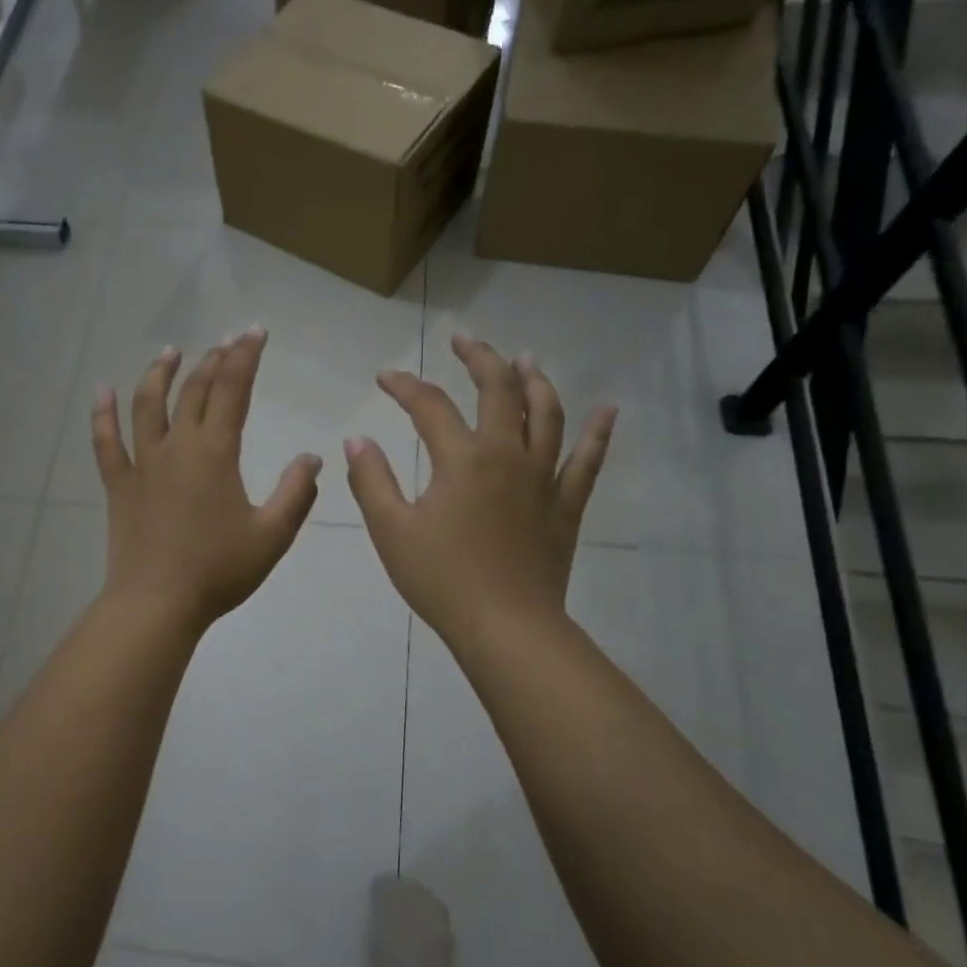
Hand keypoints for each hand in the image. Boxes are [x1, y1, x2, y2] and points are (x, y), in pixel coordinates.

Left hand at [93, 329, 321, 634]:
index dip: (245, 357)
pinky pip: (106, 442)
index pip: (232, 390)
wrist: (157, 604)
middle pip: (194, 390)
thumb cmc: (218, 571)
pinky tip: (102, 391)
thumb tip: (312, 458)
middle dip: (213, 360)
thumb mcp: (272, 535)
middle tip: (227, 342)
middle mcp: (177, 446)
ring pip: (147, 404)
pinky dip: (103, 414)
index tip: (255, 333)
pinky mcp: (119, 485)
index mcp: (215, 453)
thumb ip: (296, 493)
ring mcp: (142, 463)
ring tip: (170, 352)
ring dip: (160, 373)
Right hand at [345, 333, 615, 653]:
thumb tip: (357, 440)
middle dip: (479, 358)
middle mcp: (507, 455)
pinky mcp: (565, 505)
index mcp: (461, 459)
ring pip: (546, 414)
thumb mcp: (391, 530)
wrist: (506, 626)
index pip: (429, 405)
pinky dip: (599, 432)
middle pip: (499, 390)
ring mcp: (543, 478)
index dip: (404, 386)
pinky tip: (609, 409)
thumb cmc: (441, 579)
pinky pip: (587, 461)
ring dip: (534, 381)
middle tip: (463, 340)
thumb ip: (372, 480)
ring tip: (525, 360)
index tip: (385, 377)